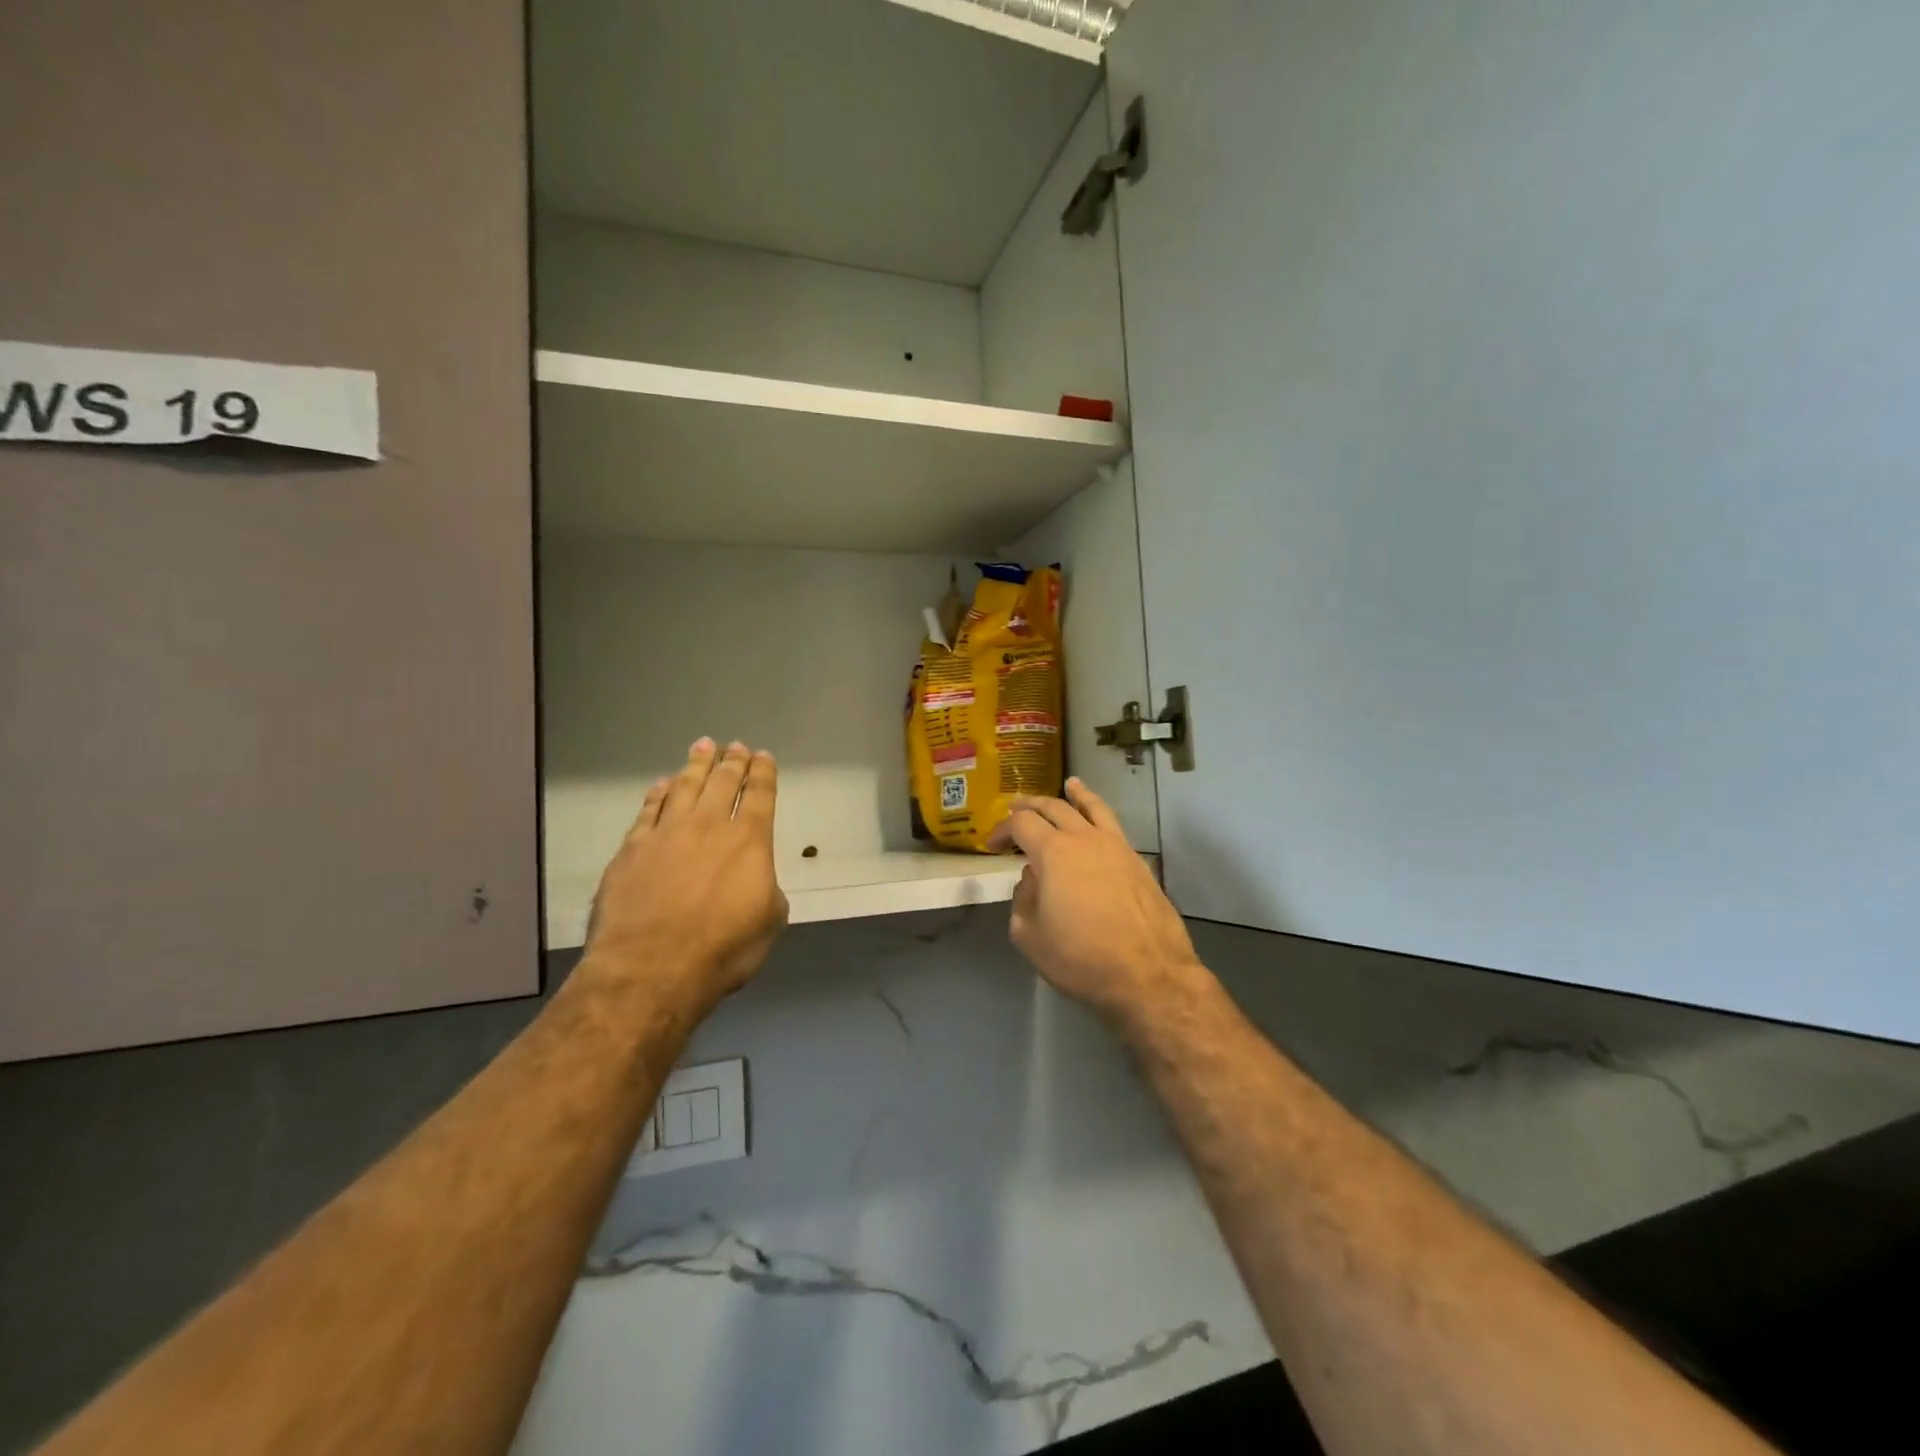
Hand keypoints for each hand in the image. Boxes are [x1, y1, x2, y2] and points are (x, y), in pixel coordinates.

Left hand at [587, 738, 788, 1011]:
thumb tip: (756, 878)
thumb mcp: (768, 922)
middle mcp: (709, 826)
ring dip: (697, 765)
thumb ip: (766, 888)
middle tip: (735, 746)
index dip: (763, 773)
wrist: (651, 968)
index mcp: (750, 841)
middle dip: (732, 761)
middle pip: (723, 782)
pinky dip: (659, 793)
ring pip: (686, 786)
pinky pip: (649, 810)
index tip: (763, 756)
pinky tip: (662, 784)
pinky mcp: (632, 849)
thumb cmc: (722, 949)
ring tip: (703, 746)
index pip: (760, 795)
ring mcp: (666, 834)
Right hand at [987, 777, 1207, 1030]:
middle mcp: (1084, 839)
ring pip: (1092, 808)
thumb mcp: (1030, 936)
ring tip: (1069, 784)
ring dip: (1074, 795)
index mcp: (1053, 853)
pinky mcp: (1138, 861)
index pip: (1021, 825)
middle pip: (1054, 807)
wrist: (1149, 976)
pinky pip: (1114, 825)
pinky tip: (1097, 817)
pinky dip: (1100, 812)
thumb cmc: (1082, 959)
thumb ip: (1023, 899)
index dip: (1002, 830)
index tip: (991, 845)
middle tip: (1015, 808)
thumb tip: (1032, 878)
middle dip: (1030, 805)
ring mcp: (1116, 847)